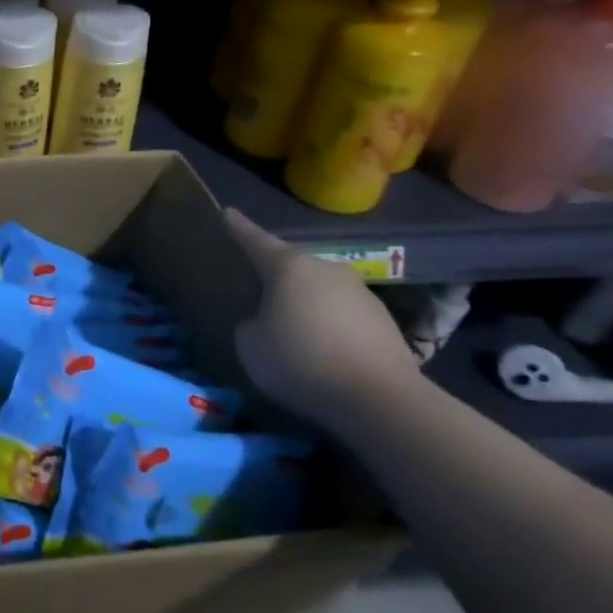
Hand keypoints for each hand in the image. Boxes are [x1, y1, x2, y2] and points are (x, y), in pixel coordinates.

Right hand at [224, 208, 423, 429]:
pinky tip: (323, 350)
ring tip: (291, 326)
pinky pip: (344, 315)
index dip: (239, 228)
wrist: (381, 400)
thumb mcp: (250, 344)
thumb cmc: (301, 361)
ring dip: (305, 302)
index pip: (256, 240)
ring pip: (321, 290)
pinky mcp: (384, 322)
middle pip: (293, 265)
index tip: (228, 213)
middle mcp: (326, 270)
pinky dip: (329, 326)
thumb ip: (250, 324)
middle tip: (257, 285)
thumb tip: (265, 322)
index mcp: (289, 267)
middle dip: (275, 274)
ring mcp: (360, 293)